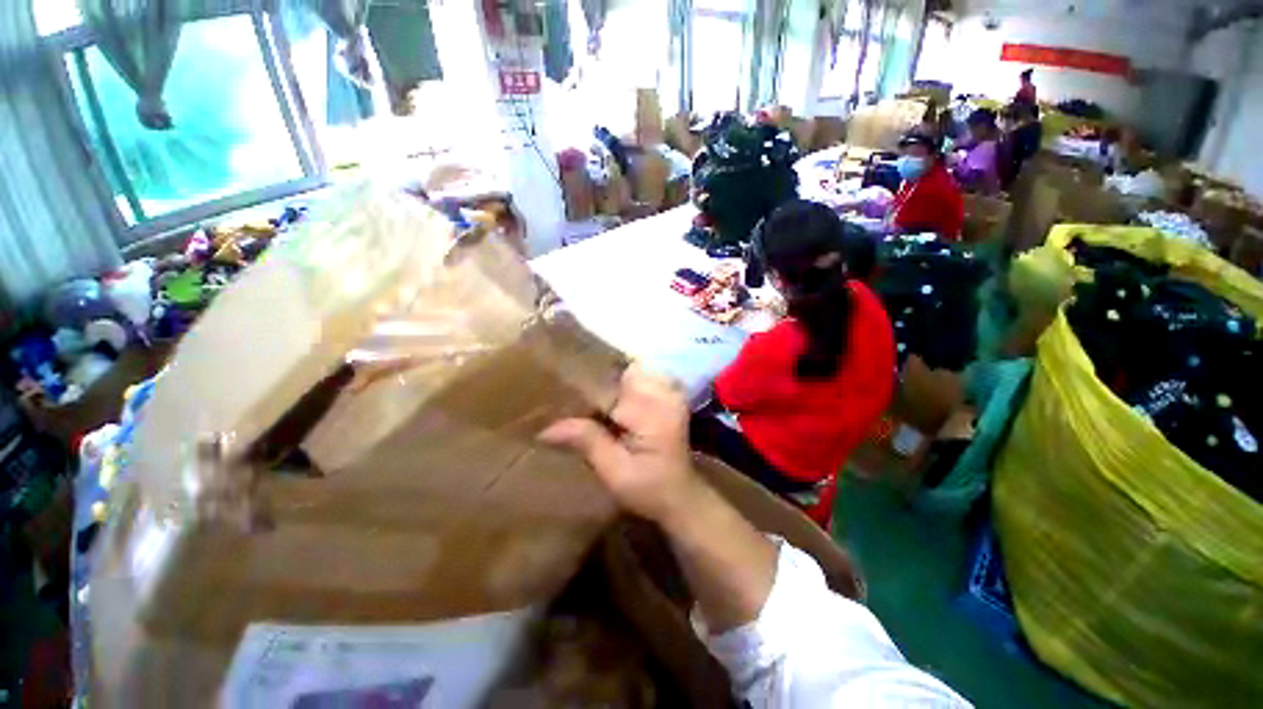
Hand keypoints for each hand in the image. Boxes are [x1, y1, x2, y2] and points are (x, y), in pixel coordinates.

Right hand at [540, 363, 702, 524]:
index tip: (558, 388)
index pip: (612, 382)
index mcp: (653, 410)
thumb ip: (587, 442)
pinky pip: (638, 380)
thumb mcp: (615, 473)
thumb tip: (546, 428)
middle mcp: (664, 393)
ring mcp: (668, 392)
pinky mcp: (667, 397)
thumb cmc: (650, 490)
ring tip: (584, 399)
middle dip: (595, 381)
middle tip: (567, 394)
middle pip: (621, 371)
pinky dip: (619, 388)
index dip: (584, 383)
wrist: (680, 497)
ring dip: (607, 384)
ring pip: (628, 372)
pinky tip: (605, 404)